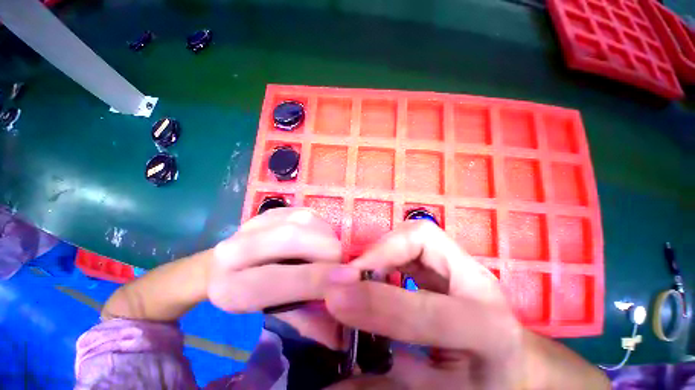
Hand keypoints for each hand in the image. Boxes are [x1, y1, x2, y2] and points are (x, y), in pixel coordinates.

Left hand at [208, 208, 358, 348]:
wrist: (232, 265)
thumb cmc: (258, 294)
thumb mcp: (278, 314)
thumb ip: (310, 323)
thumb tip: (344, 335)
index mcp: (230, 288)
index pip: (274, 280)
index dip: (315, 278)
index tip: (351, 277)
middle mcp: (234, 250)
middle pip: (290, 239)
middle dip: (326, 250)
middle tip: (341, 262)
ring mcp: (254, 223)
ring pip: (301, 221)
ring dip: (326, 236)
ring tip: (330, 252)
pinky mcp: (271, 211)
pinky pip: (306, 214)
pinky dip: (321, 226)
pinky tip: (320, 238)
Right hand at [324, 220, 523, 388]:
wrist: (514, 363)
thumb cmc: (483, 383)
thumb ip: (384, 386)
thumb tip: (330, 385)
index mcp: (488, 328)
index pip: (430, 310)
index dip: (379, 302)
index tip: (337, 298)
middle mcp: (475, 282)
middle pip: (424, 238)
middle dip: (380, 252)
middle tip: (350, 275)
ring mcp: (462, 264)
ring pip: (415, 233)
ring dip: (382, 248)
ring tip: (360, 271)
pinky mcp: (447, 259)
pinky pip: (411, 241)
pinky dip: (388, 249)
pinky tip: (377, 269)